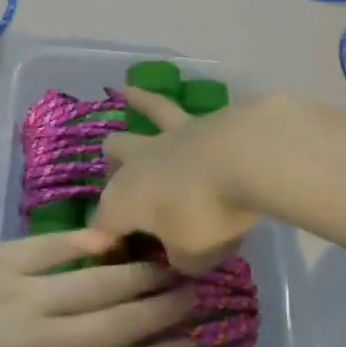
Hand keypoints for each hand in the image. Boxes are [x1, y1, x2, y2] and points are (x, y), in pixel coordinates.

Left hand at [0, 231, 197, 346]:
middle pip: (117, 326)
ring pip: (96, 285)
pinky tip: (113, 237)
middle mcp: (40, 344)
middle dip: (162, 312)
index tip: (193, 345)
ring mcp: (21, 296)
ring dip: (138, 276)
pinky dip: (86, 242)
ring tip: (171, 265)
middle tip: (198, 295)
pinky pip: (52, 250)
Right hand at [94, 88, 264, 273]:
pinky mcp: (192, 123)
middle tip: (127, 193)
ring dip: (123, 128)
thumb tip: (178, 251)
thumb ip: (179, 257)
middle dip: (112, 178)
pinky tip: (138, 89)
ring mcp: (161, 140)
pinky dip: (147, 99)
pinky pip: (164, 108)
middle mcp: (133, 167)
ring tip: (119, 104)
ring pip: (131, 132)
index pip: (102, 226)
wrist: (243, 158)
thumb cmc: (209, 214)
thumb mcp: (193, 257)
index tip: (116, 256)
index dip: (105, 243)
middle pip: (110, 169)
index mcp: (122, 203)